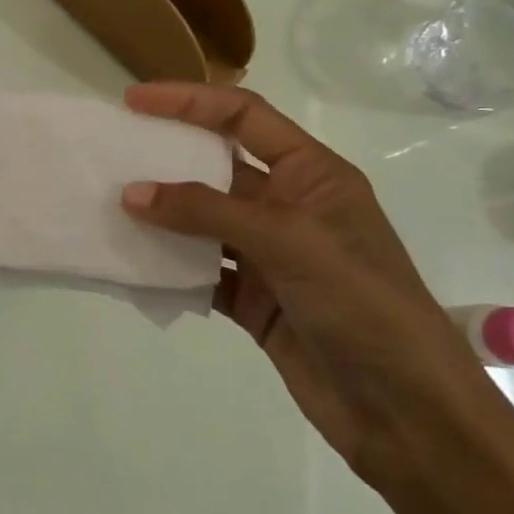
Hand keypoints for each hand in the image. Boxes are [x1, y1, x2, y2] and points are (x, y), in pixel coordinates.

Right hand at [118, 83, 507, 497]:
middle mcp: (287, 207)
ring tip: (106, 206)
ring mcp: (268, 256)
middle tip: (108, 153)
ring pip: (200, 222)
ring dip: (159, 215)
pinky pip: (198, 270)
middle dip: (164, 157)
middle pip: (215, 167)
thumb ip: (208, 212)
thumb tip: (132, 193)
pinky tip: (129, 262)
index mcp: (313, 176)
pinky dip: (166, 266)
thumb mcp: (289, 244)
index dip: (189, 101)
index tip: (134, 100)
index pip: (243, 117)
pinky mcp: (252, 299)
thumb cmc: (364, 307)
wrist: (407, 414)